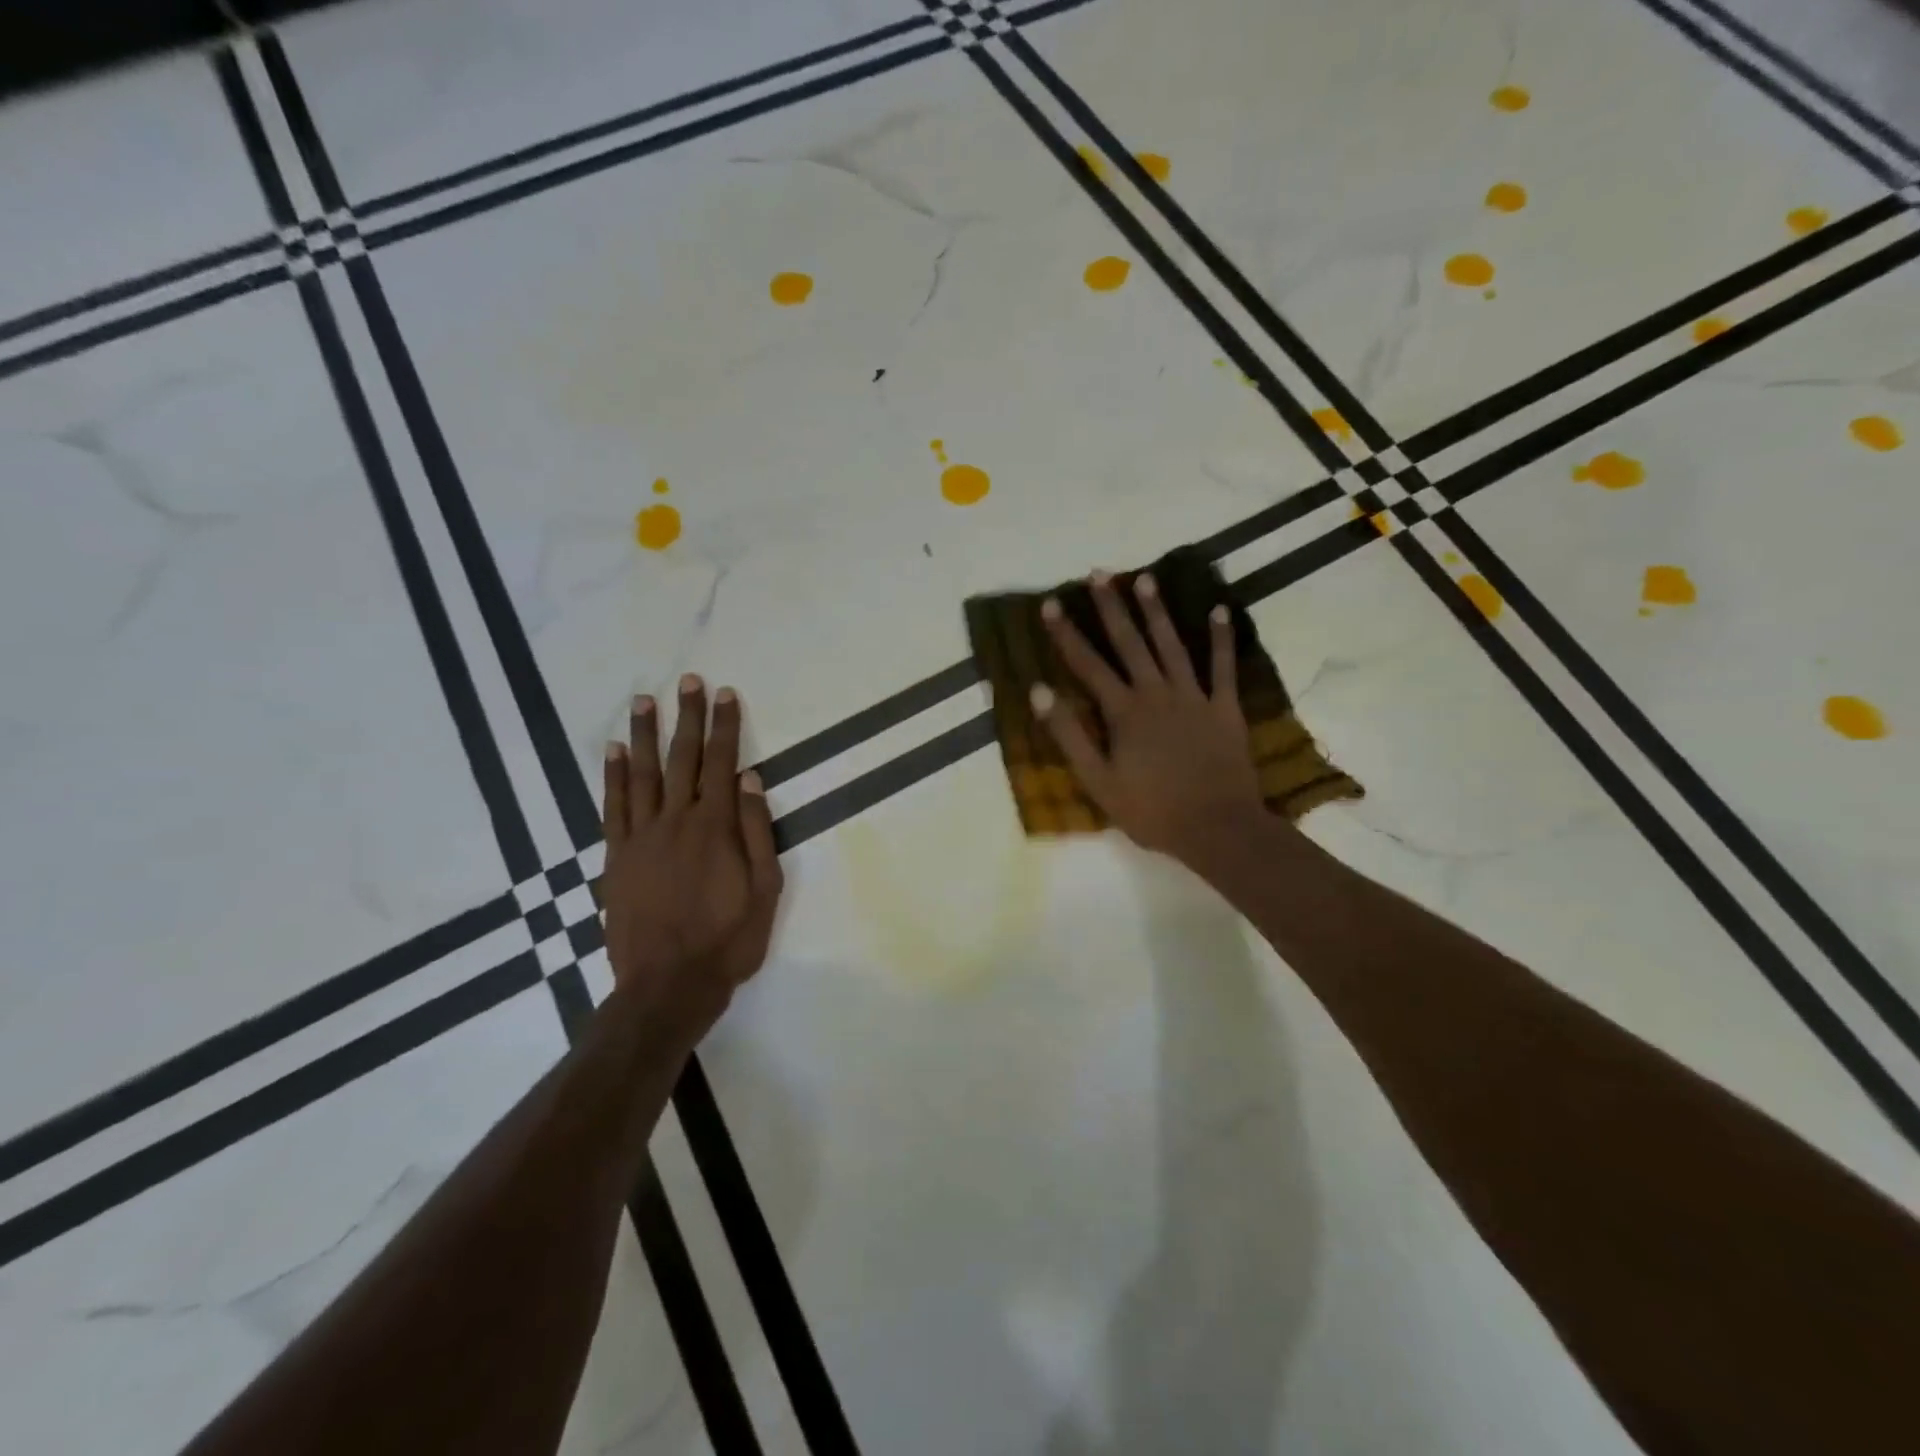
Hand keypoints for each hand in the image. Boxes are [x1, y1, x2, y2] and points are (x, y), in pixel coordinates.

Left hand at [600, 676, 783, 1028]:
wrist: (668, 984)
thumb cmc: (728, 940)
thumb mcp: (765, 889)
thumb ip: (758, 831)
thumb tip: (752, 779)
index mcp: (716, 827)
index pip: (723, 763)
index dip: (725, 726)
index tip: (726, 694)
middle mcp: (677, 821)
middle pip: (682, 758)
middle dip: (688, 717)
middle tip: (689, 681)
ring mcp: (641, 836)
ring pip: (642, 773)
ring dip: (644, 734)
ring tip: (645, 700)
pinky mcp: (617, 856)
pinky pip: (613, 806)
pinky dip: (612, 776)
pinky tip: (612, 750)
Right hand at [1034, 572, 1267, 870]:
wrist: (1217, 828)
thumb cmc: (1152, 811)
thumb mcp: (1098, 781)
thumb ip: (1069, 735)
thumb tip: (1039, 692)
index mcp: (1124, 712)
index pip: (1087, 664)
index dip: (1066, 633)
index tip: (1050, 604)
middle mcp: (1156, 693)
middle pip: (1129, 643)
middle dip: (1111, 607)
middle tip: (1098, 573)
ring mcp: (1194, 697)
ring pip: (1171, 645)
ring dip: (1157, 611)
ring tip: (1144, 578)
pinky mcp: (1224, 708)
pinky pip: (1222, 667)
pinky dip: (1220, 638)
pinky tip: (1218, 610)